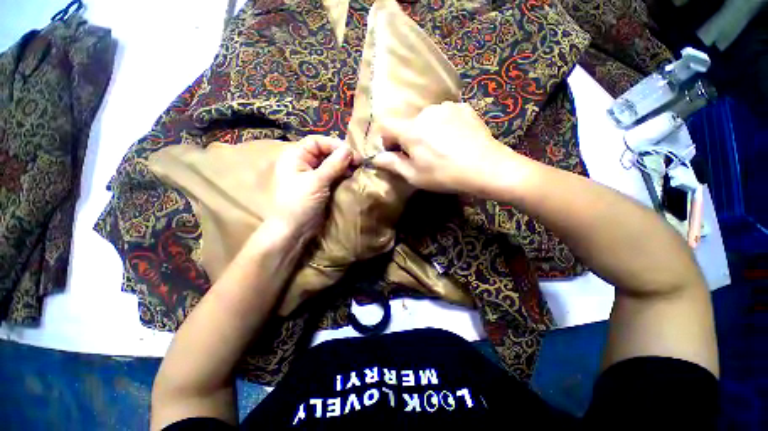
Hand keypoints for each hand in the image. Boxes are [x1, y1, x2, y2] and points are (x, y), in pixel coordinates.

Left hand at [272, 135, 357, 241]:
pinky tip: (351, 177)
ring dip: (344, 165)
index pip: (318, 142)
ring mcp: (312, 175)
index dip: (335, 145)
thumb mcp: (316, 182)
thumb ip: (333, 164)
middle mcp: (303, 163)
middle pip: (325, 152)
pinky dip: (342, 175)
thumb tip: (349, 149)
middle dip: (342, 155)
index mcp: (296, 156)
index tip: (353, 153)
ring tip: (357, 169)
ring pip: (330, 164)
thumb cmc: (300, 203)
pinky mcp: (320, 186)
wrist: (294, 230)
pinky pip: (332, 175)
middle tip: (359, 163)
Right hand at [371, 102, 513, 196]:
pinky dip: (444, 126)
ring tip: (442, 148)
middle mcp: (425, 112)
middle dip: (409, 138)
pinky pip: (445, 115)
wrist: (486, 167)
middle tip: (422, 156)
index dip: (386, 139)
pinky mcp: (463, 107)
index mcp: (411, 129)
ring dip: (427, 131)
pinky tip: (456, 140)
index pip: (386, 126)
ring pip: (427, 119)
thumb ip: (393, 164)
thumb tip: (376, 158)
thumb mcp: (415, 175)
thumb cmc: (444, 175)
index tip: (395, 152)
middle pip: (408, 123)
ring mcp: (446, 107)